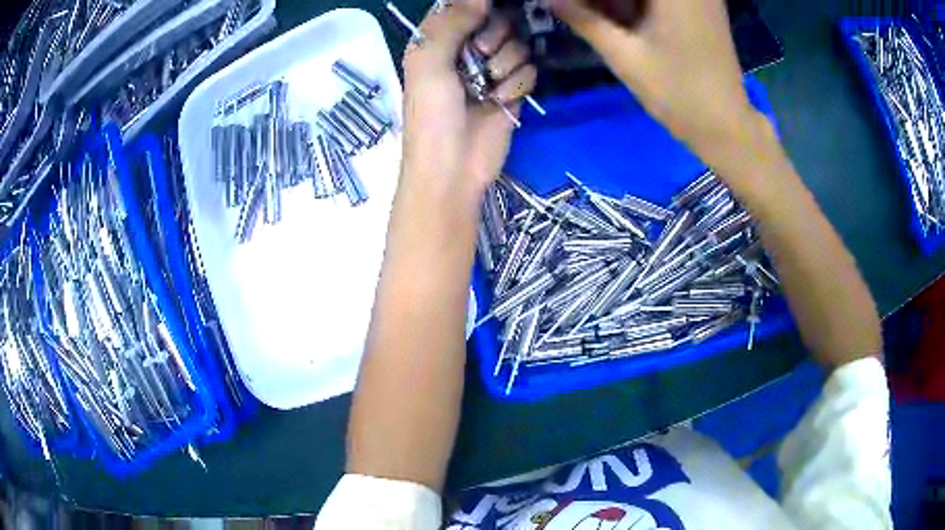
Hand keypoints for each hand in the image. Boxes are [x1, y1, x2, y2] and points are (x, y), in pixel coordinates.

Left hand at [400, 0, 536, 199]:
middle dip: (495, 36)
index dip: (478, 8)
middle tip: (483, 54)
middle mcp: (466, 50)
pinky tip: (502, 100)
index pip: (464, 8)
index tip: (484, 16)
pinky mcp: (513, 91)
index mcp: (439, 41)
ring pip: (518, 44)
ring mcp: (492, 71)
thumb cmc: (432, 116)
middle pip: (498, 21)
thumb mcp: (429, 63)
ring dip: (508, 62)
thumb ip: (451, 23)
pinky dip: (518, 83)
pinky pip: (529, 70)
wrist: (453, 169)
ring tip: (491, 84)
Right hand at [551, 0, 759, 161]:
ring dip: (621, 3)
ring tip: (597, 17)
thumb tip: (550, 0)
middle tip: (581, 12)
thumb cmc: (677, 93)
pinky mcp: (704, 6)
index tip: (571, 6)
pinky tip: (623, 17)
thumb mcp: (624, 56)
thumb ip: (585, 21)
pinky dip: (640, 5)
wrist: (726, 125)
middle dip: (605, 0)